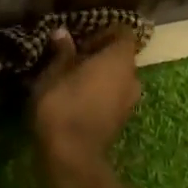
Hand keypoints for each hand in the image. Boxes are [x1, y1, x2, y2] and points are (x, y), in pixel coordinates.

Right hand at [31, 27, 141, 167]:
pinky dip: (101, 93)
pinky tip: (77, 99)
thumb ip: (63, 51)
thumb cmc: (62, 105)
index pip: (123, 33)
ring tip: (72, 80)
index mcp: (119, 60)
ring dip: (100, 75)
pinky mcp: (122, 120)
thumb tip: (62, 33)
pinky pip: (114, 96)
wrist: (72, 155)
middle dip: (100, 55)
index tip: (80, 40)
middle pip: (121, 56)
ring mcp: (130, 101)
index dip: (103, 32)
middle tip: (72, 59)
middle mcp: (132, 77)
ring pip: (118, 78)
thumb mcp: (54, 73)